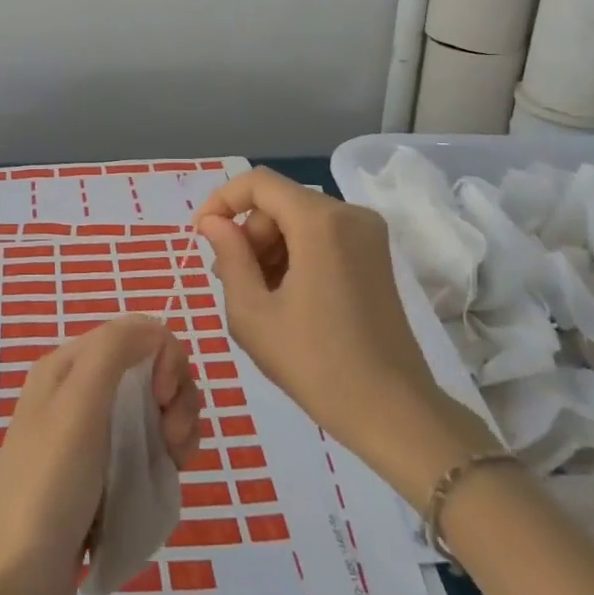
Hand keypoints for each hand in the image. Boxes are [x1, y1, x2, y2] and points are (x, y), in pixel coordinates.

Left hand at [0, 317, 200, 594]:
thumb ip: (114, 349)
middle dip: (176, 399)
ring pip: (153, 412)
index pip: (137, 334)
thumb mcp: (78, 404)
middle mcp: (78, 393)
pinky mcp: (100, 477)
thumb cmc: (48, 486)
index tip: (165, 402)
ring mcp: (90, 438)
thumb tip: (154, 328)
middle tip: (172, 443)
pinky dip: (163, 460)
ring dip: (175, 431)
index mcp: (68, 367)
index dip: (165, 360)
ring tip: (171, 467)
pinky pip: (146, 450)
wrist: (14, 584)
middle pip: (150, 372)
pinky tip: (163, 483)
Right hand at [195, 169, 494, 508]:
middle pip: (279, 202)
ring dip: (269, 247)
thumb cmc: (314, 363)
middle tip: (229, 279)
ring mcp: (368, 235)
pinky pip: (321, 236)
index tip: (201, 236)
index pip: (258, 183)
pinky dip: (295, 254)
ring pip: (299, 219)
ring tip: (256, 294)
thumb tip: (214, 223)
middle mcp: (349, 215)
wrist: (392, 411)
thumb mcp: (252, 312)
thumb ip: (229, 256)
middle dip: (248, 233)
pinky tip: (284, 296)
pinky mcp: (375, 256)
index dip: (221, 201)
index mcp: (320, 222)